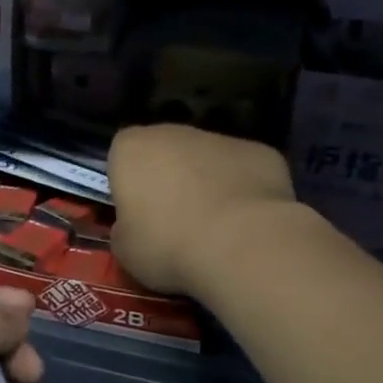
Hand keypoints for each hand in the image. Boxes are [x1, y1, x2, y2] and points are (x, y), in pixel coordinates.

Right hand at [108, 123, 298, 296]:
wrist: (241, 244)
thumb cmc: (168, 244)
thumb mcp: (125, 250)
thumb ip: (124, 230)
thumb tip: (133, 228)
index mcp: (131, 148)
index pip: (121, 156)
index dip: (128, 184)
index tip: (137, 214)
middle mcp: (174, 132)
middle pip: (165, 151)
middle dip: (169, 178)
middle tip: (175, 221)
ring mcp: (221, 138)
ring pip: (207, 159)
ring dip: (207, 183)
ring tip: (216, 227)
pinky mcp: (261, 152)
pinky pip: (244, 171)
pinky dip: (244, 190)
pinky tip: (248, 223)